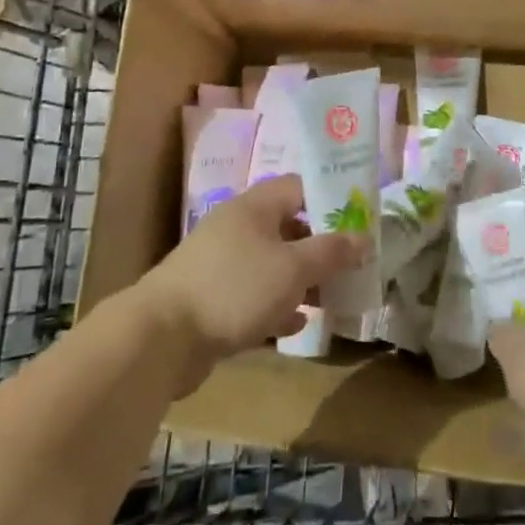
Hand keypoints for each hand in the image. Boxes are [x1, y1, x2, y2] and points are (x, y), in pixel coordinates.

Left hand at [138, 175, 363, 393]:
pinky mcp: (211, 298)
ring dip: (302, 279)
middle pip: (289, 227)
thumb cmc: (235, 288)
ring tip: (332, 298)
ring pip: (272, 264)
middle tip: (351, 265)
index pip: (301, 187)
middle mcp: (237, 227)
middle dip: (321, 246)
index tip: (360, 221)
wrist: (161, 338)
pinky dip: (277, 305)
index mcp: (255, 207)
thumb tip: (363, 238)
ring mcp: (221, 263)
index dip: (332, 200)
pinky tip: (296, 324)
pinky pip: (254, 295)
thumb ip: (331, 251)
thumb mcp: (293, 267)